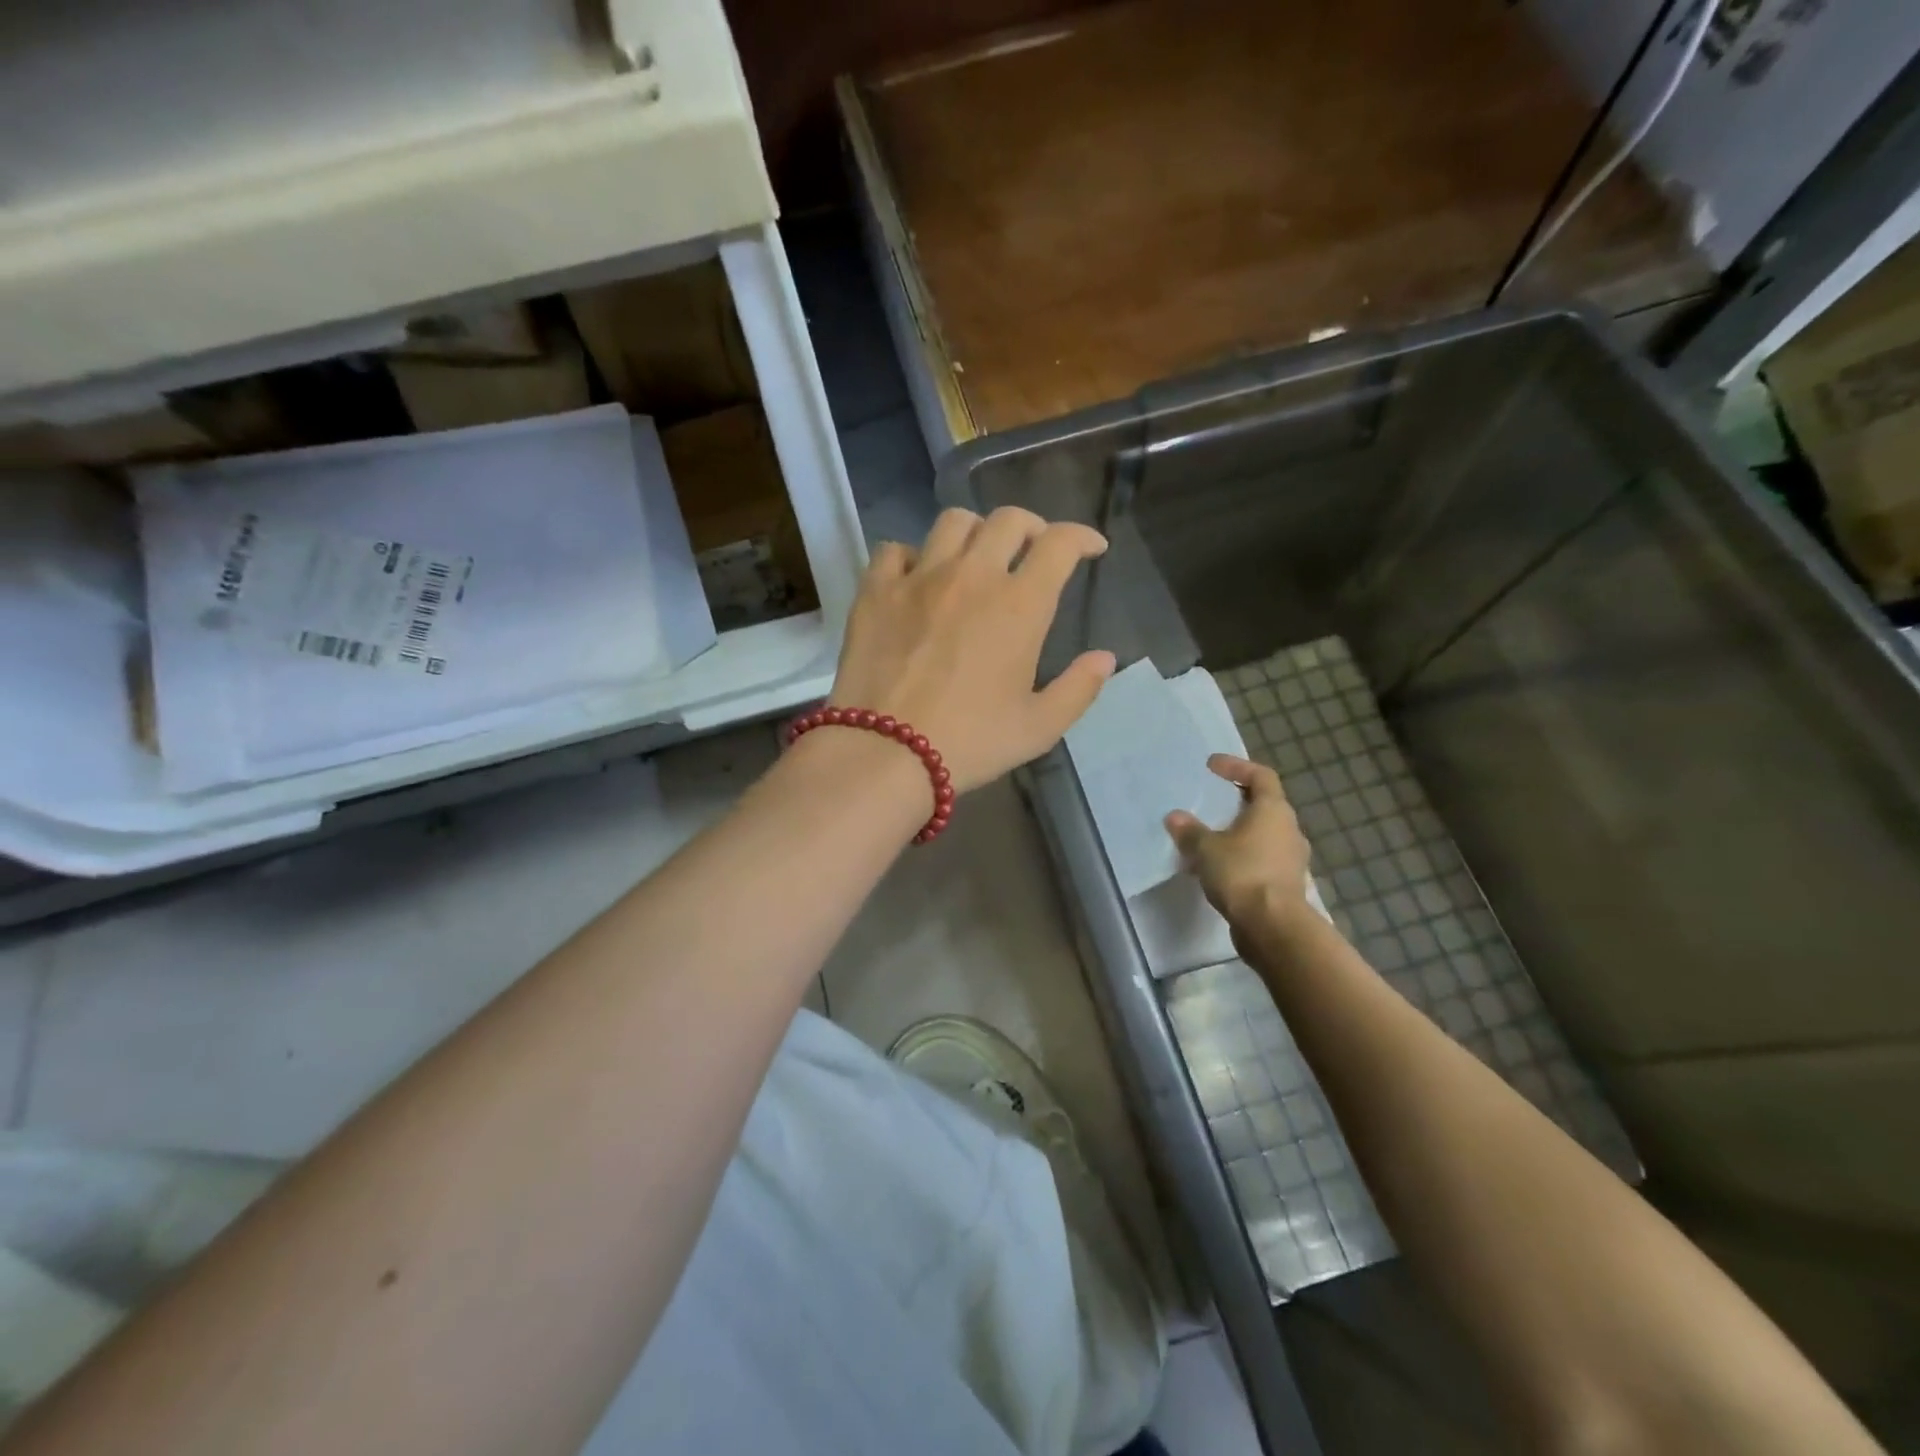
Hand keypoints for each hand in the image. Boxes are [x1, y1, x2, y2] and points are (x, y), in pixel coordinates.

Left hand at [828, 507, 1115, 792]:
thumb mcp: (1039, 728)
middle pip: (1008, 519)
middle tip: (1033, 551)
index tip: (1090, 548)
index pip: (1060, 544)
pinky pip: (895, 549)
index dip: (1082, 537)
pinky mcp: (876, 591)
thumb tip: (1105, 658)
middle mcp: (972, 576)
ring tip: (976, 557)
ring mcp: (919, 578)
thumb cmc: (970, 743)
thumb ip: (1078, 689)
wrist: (885, 753)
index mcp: (1020, 605)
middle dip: (1031, 527)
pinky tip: (917, 579)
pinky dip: (913, 556)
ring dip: (976, 531)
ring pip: (953, 522)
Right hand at [1165, 755, 1315, 931]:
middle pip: (1264, 805)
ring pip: (1263, 835)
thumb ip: (1190, 830)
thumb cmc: (1242, 874)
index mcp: (1273, 810)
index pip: (1261, 776)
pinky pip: (1261, 860)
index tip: (1212, 766)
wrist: (1273, 926)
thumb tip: (1175, 817)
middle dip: (1236, 802)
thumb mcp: (1206, 849)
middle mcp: (1288, 829)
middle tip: (1210, 802)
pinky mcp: (1286, 884)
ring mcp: (1291, 858)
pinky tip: (1218, 868)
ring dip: (1238, 833)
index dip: (1237, 766)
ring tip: (1208, 838)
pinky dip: (1241, 857)